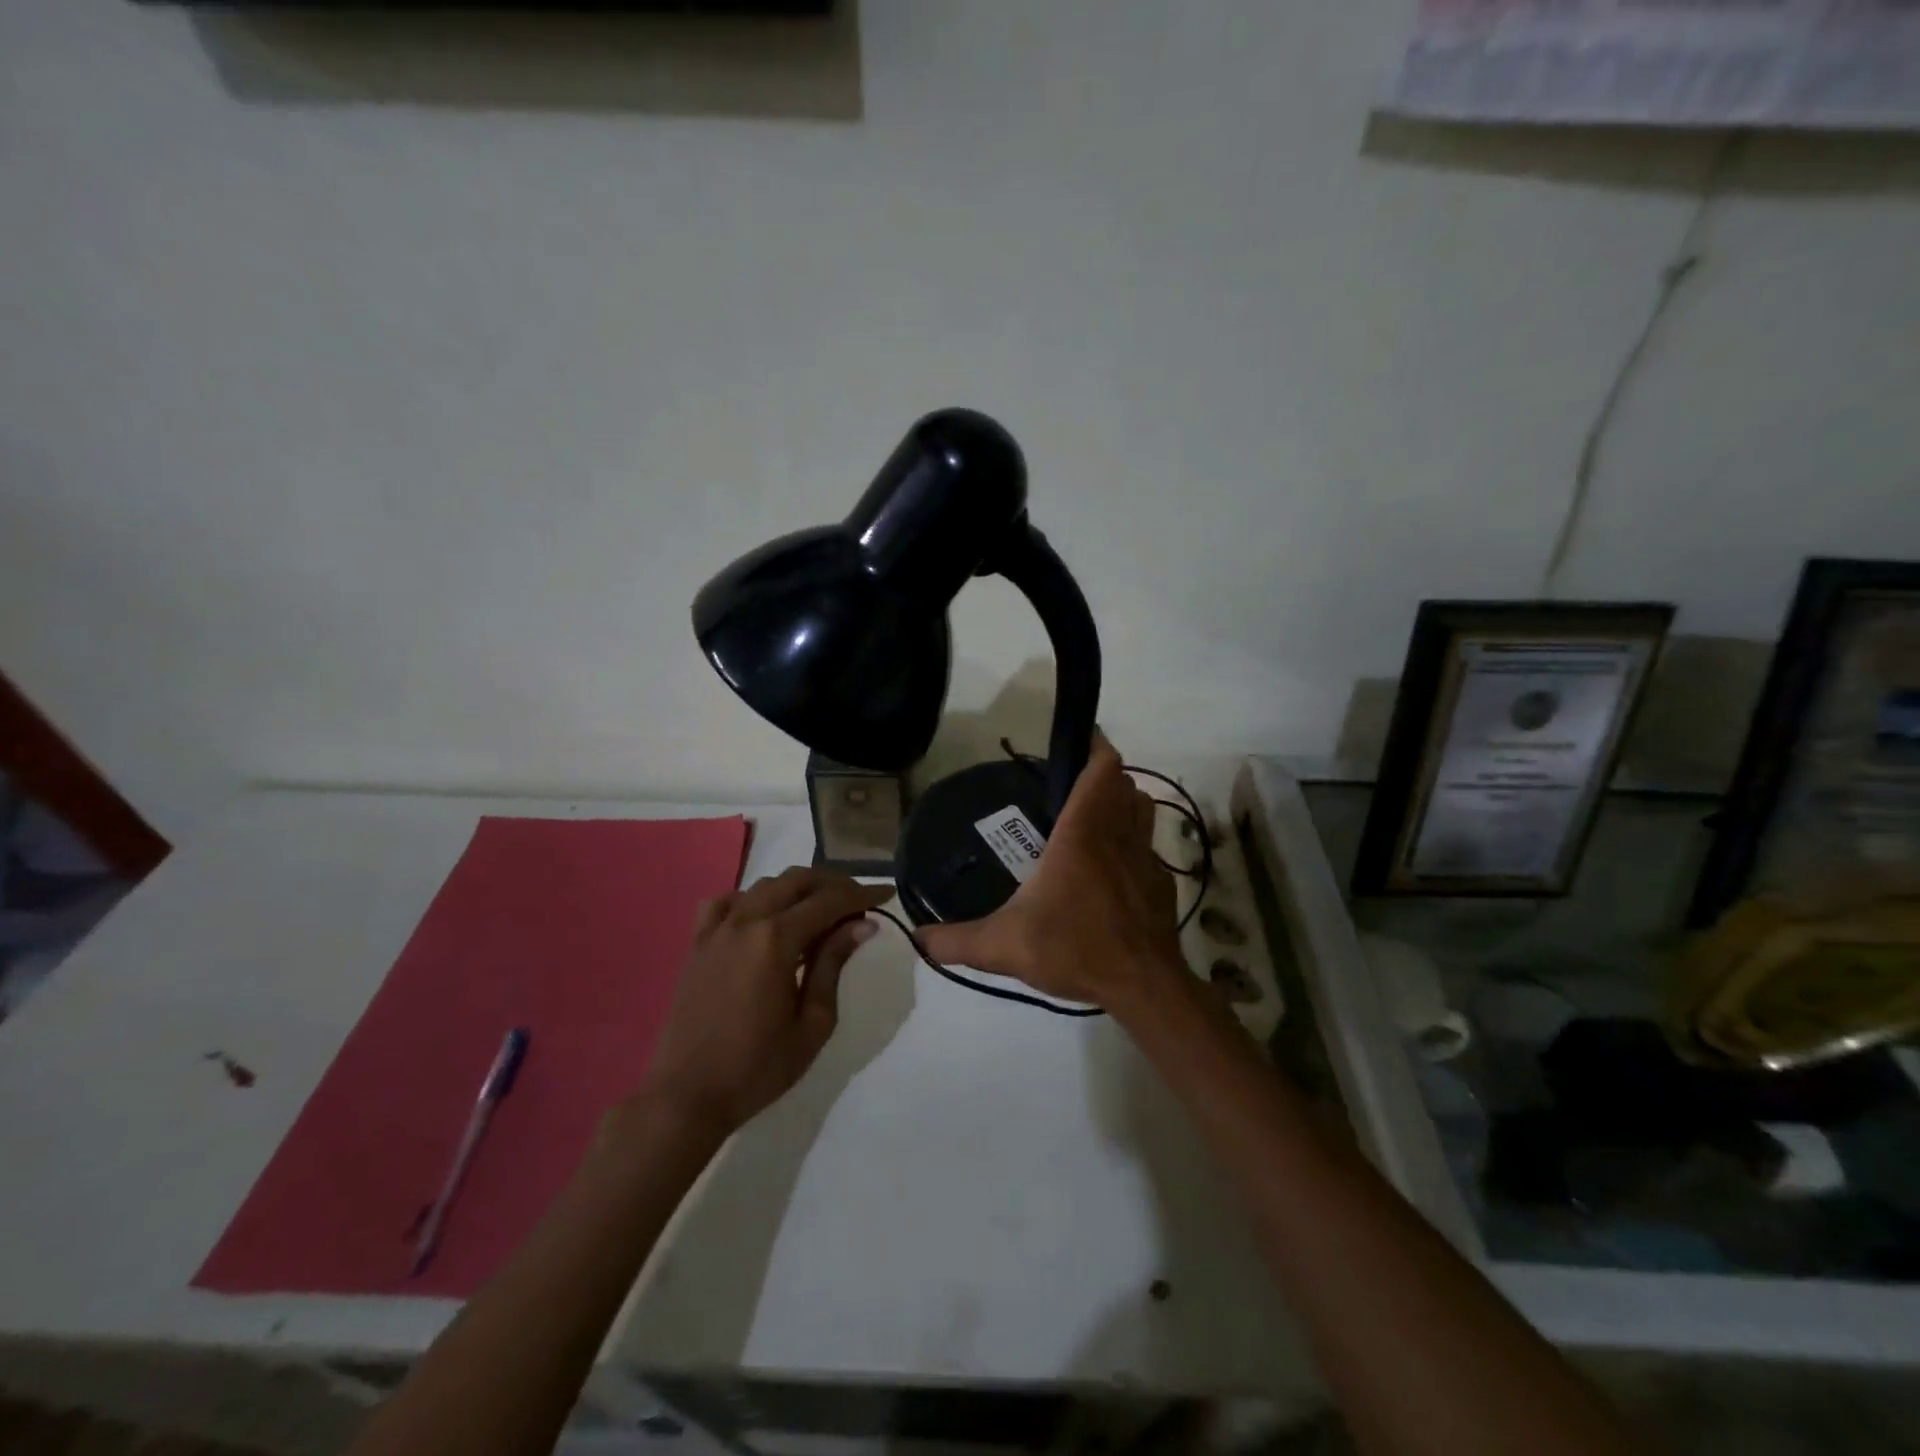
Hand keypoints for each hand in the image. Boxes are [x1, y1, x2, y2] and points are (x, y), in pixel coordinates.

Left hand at [640, 868, 893, 1134]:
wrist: (687, 1096)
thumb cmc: (758, 1067)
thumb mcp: (813, 1022)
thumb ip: (833, 964)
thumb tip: (862, 924)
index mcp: (776, 939)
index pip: (829, 902)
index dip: (862, 894)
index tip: (887, 893)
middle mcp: (746, 921)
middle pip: (797, 881)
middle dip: (833, 885)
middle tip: (858, 902)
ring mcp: (717, 930)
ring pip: (764, 886)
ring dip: (797, 888)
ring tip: (820, 909)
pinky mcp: (697, 944)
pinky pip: (725, 903)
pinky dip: (751, 900)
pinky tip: (763, 917)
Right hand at [918, 735, 1183, 1010]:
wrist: (1142, 986)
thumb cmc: (1074, 949)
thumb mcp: (1003, 946)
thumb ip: (956, 940)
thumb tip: (916, 938)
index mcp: (1082, 834)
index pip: (1101, 770)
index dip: (1095, 747)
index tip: (1078, 740)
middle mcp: (1118, 836)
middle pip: (1125, 784)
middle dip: (1104, 776)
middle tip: (1071, 786)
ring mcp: (1146, 858)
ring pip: (1144, 809)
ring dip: (1125, 802)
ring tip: (1095, 815)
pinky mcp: (1161, 884)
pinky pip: (1150, 846)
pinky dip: (1135, 841)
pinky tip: (1113, 867)